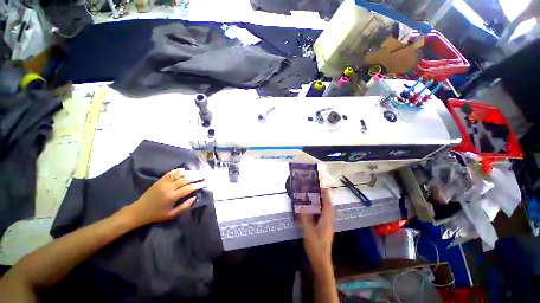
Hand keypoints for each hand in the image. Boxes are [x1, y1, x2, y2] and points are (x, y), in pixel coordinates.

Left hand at [127, 168, 205, 225]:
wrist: (139, 211)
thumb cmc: (157, 214)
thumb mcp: (172, 214)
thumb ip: (185, 206)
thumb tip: (195, 197)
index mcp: (172, 197)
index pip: (189, 188)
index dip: (198, 185)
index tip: (205, 183)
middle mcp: (169, 187)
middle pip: (185, 179)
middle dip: (196, 177)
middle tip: (203, 176)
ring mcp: (163, 183)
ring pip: (179, 174)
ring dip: (189, 173)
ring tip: (196, 173)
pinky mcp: (159, 181)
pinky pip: (170, 173)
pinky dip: (178, 170)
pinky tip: (184, 170)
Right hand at [300, 189, 334, 274]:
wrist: (322, 263)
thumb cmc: (316, 247)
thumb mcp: (308, 232)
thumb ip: (305, 219)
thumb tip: (302, 207)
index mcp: (326, 221)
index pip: (328, 206)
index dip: (326, 196)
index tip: (322, 188)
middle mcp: (328, 223)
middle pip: (328, 208)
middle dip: (324, 198)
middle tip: (317, 191)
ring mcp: (327, 227)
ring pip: (326, 212)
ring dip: (322, 204)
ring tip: (315, 198)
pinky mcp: (324, 230)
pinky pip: (323, 216)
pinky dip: (319, 211)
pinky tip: (313, 211)